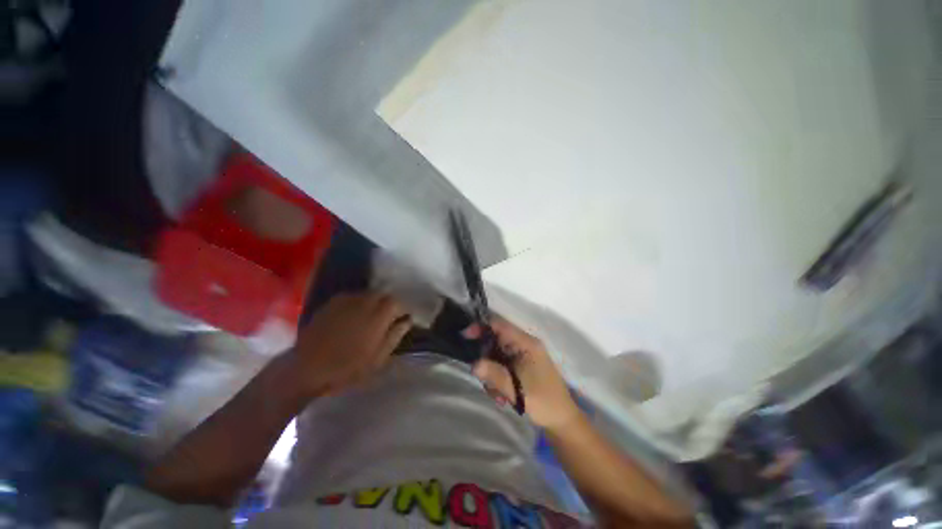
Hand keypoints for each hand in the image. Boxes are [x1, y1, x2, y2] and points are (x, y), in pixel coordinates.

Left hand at [285, 291, 411, 398]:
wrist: (307, 368)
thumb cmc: (347, 368)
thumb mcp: (378, 358)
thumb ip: (395, 336)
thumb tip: (407, 321)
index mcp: (379, 316)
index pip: (398, 303)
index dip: (403, 310)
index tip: (403, 320)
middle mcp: (365, 302)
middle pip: (384, 295)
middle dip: (390, 305)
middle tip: (388, 319)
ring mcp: (347, 300)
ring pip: (369, 294)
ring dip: (375, 302)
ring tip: (372, 317)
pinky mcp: (333, 302)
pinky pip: (354, 296)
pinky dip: (360, 303)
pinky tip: (355, 315)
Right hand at [465, 315, 580, 430]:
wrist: (561, 420)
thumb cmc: (543, 401)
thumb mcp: (517, 388)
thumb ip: (495, 374)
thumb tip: (474, 364)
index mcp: (526, 343)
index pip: (500, 325)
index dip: (482, 326)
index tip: (465, 336)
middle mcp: (524, 345)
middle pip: (495, 341)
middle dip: (486, 359)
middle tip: (484, 378)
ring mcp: (522, 355)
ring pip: (496, 356)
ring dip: (492, 374)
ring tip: (499, 394)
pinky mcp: (520, 366)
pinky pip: (502, 366)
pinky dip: (498, 379)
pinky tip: (503, 396)